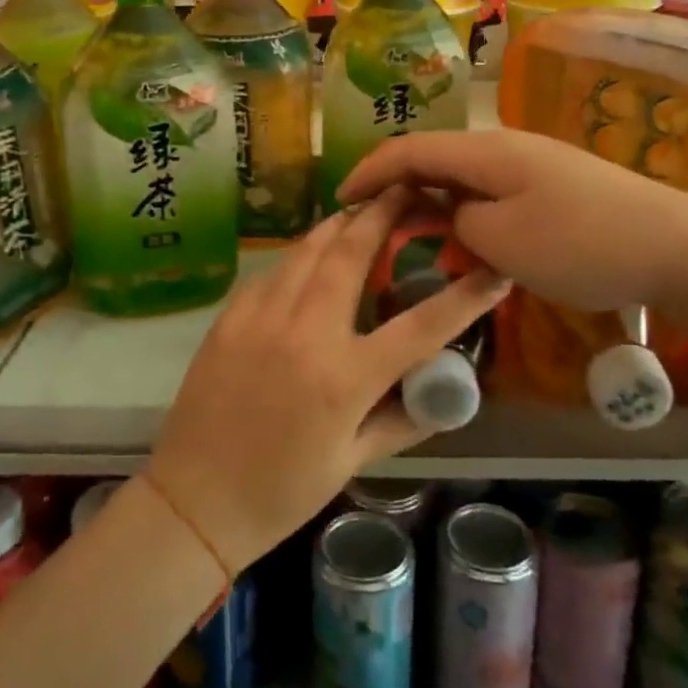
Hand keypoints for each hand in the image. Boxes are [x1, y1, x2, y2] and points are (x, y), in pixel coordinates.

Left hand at [146, 187, 508, 574]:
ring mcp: (261, 318)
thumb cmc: (281, 490)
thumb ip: (402, 420)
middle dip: (382, 213)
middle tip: (404, 188)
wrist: (194, 500)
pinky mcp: (230, 316)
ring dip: (338, 224)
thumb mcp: (352, 461)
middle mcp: (304, 333)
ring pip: (306, 250)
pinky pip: (273, 272)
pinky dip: (298, 256)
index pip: (420, 327)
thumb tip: (440, 392)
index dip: (465, 297)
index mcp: (344, 377)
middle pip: (351, 255)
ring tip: (361, 208)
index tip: (493, 270)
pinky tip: (309, 257)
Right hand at [336, 129, 687, 311]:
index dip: (368, 171)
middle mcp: (504, 146)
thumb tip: (452, 214)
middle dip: (393, 183)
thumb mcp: (502, 243)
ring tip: (402, 228)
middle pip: (433, 156)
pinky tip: (458, 233)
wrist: (675, 245)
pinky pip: (489, 189)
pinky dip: (461, 208)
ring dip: (428, 197)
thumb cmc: (581, 243)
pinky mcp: (551, 185)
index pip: (409, 149)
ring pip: (461, 175)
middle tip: (365, 219)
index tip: (339, 199)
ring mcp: (531, 164)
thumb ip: (459, 223)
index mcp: (486, 151)